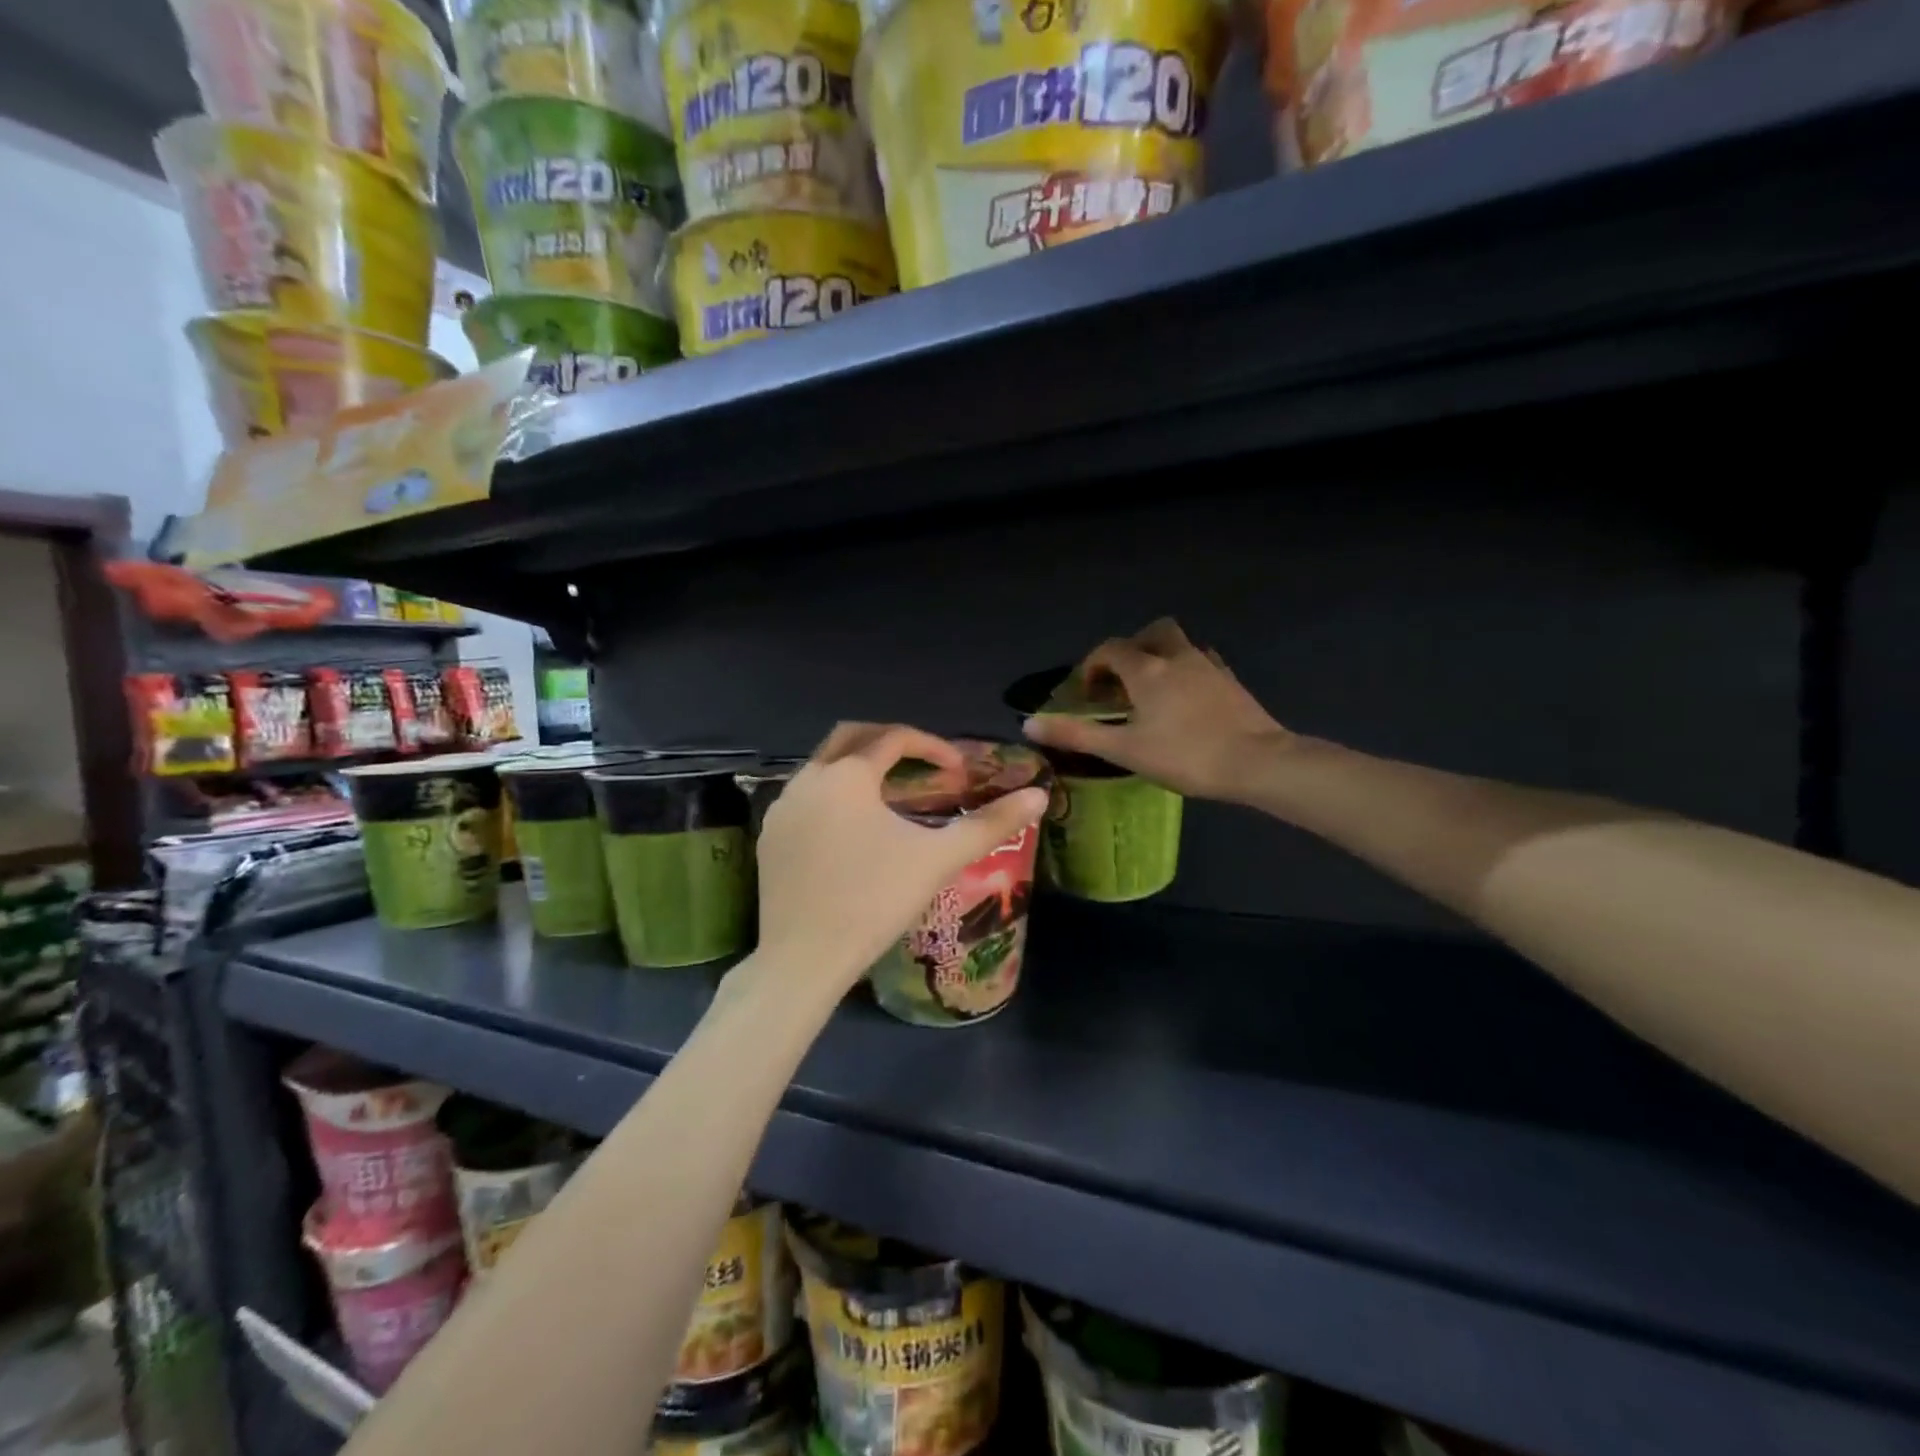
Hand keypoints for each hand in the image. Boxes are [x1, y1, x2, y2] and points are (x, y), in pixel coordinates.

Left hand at [755, 724, 1049, 995]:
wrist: (803, 958)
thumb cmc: (875, 900)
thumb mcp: (938, 859)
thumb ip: (991, 823)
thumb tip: (1039, 794)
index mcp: (848, 774)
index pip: (896, 738)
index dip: (933, 746)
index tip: (959, 770)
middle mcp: (808, 778)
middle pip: (850, 736)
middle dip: (888, 740)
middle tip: (921, 761)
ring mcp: (782, 807)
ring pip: (823, 766)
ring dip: (858, 767)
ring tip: (890, 794)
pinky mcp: (770, 836)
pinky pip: (805, 797)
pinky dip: (833, 795)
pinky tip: (851, 829)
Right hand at [1023, 619, 1291, 802]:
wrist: (1257, 762)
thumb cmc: (1185, 755)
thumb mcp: (1124, 749)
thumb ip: (1076, 734)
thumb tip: (1029, 722)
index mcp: (1147, 669)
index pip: (1111, 649)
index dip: (1093, 665)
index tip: (1086, 692)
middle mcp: (1177, 656)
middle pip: (1151, 632)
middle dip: (1131, 649)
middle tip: (1122, 681)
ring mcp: (1209, 666)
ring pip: (1179, 644)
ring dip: (1160, 657)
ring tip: (1152, 691)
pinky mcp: (1230, 681)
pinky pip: (1202, 662)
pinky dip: (1186, 671)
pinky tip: (1186, 699)